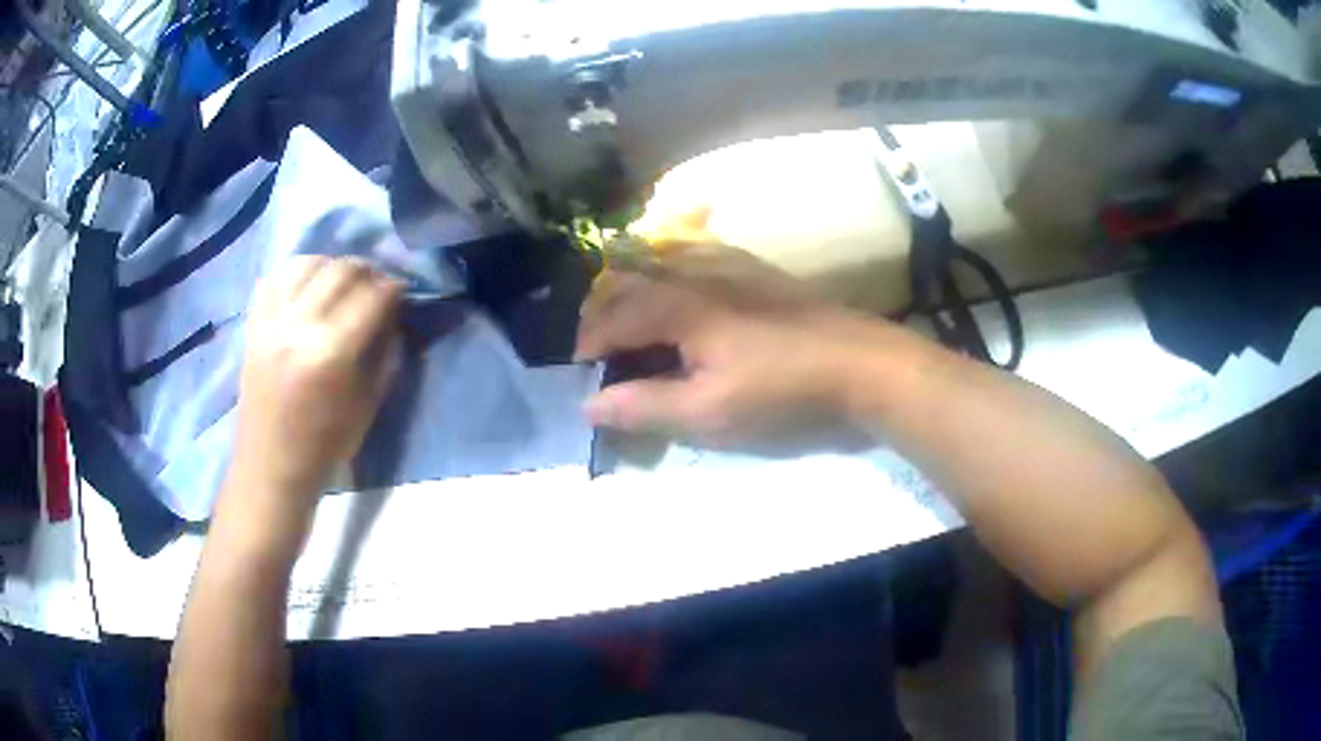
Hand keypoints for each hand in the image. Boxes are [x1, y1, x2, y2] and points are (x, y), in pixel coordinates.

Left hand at [229, 257, 401, 506]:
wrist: (271, 465)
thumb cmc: (324, 445)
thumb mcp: (367, 406)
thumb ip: (384, 355)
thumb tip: (394, 317)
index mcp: (331, 354)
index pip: (372, 297)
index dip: (394, 287)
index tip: (403, 290)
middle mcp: (298, 327)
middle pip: (339, 271)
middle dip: (367, 270)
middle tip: (377, 282)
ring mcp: (270, 323)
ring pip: (305, 264)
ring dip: (331, 264)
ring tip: (342, 279)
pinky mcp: (253, 326)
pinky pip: (274, 278)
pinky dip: (295, 272)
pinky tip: (308, 284)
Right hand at [575, 241, 893, 445]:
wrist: (858, 362)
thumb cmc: (781, 390)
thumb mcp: (709, 412)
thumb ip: (645, 406)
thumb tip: (589, 405)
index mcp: (679, 307)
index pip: (614, 316)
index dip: (589, 342)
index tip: (579, 370)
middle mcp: (696, 274)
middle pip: (631, 281)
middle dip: (603, 312)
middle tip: (596, 347)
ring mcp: (728, 265)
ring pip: (660, 263)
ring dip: (632, 288)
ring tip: (627, 319)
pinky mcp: (755, 270)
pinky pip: (694, 255)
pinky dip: (668, 270)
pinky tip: (677, 287)